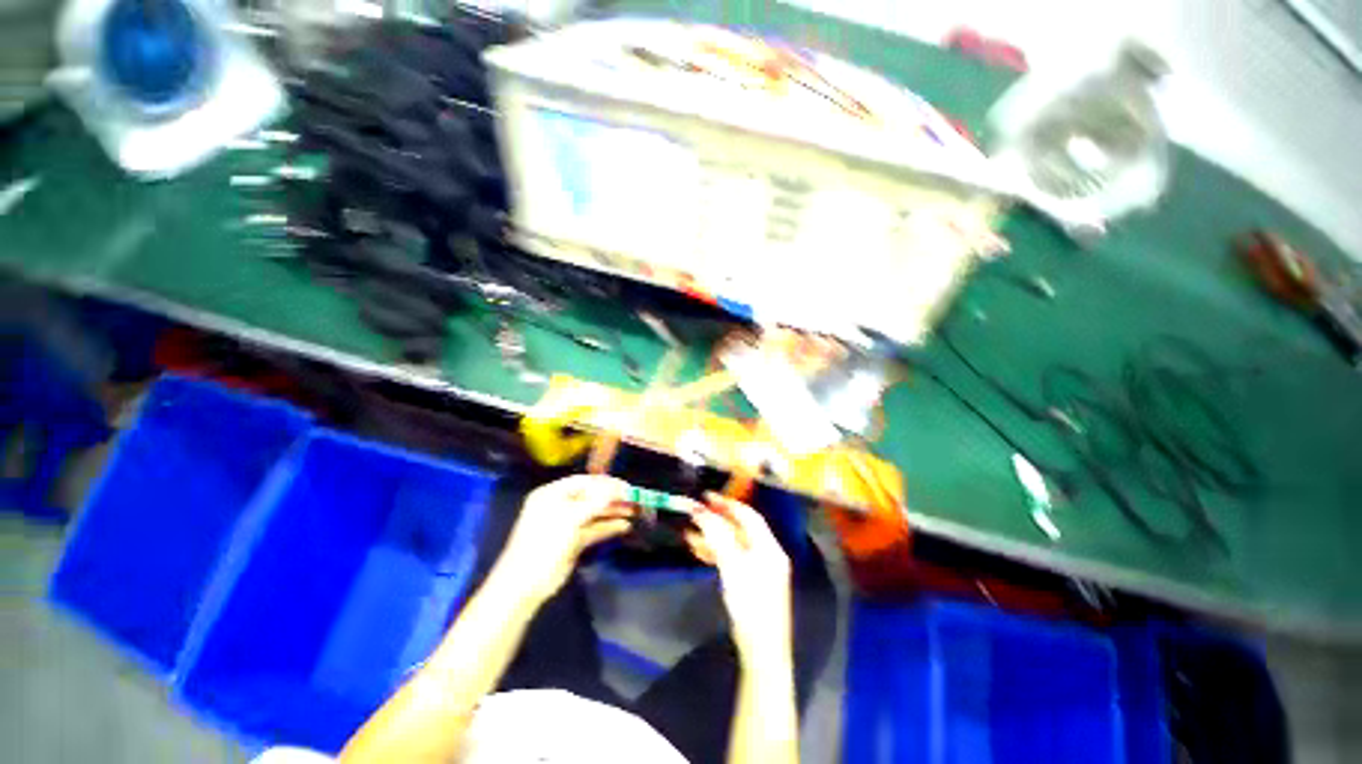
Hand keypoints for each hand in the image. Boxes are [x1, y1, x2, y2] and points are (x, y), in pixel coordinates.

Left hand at [492, 475, 633, 605]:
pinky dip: (608, 527)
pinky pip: (594, 529)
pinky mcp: (573, 541)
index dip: (606, 483)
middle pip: (591, 496)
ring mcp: (567, 524)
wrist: (525, 584)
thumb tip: (619, 489)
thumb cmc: (545, 542)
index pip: (584, 482)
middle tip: (634, 499)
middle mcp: (560, 505)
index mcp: (552, 494)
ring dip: (613, 512)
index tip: (626, 486)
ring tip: (634, 511)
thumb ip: (597, 501)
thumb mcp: (571, 517)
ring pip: (594, 513)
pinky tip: (624, 526)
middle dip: (613, 498)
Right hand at [685, 493, 791, 661]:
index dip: (727, 503)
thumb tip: (700, 511)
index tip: (705, 496)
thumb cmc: (750, 603)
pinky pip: (732, 558)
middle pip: (740, 528)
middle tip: (695, 511)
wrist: (762, 650)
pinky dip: (716, 552)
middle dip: (717, 519)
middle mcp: (767, 553)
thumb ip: (717, 535)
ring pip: (734, 543)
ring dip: (713, 535)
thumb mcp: (732, 565)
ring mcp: (760, 569)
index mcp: (768, 546)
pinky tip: (699, 550)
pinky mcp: (751, 583)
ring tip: (690, 531)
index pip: (748, 515)